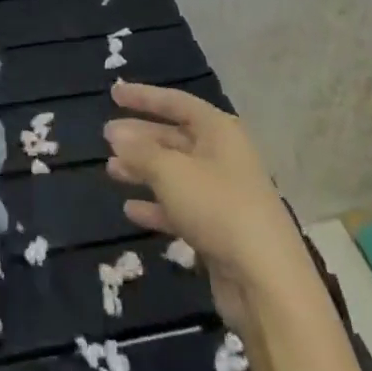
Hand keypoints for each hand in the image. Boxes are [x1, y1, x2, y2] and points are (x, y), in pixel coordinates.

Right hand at [103, 81, 313, 334]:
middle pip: (175, 138)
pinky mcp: (219, 229)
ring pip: (175, 174)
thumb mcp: (171, 172)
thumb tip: (115, 133)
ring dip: (144, 170)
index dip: (144, 97)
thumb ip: (140, 151)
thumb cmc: (217, 207)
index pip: (176, 102)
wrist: (265, 278)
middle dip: (141, 136)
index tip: (113, 92)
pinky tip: (130, 210)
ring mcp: (222, 194)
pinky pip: (181, 208)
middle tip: (106, 136)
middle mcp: (223, 156)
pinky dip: (157, 206)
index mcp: (219, 131)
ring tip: (111, 170)